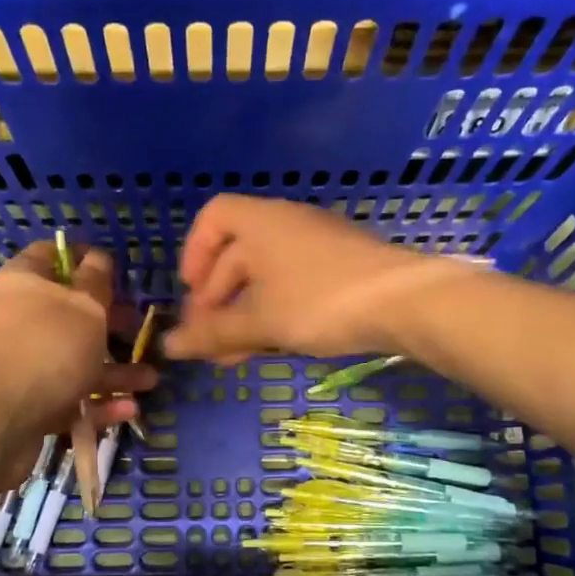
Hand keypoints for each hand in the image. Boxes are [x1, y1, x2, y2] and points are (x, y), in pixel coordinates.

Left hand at [0, 242, 154, 487]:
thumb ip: (96, 283)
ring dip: (113, 371)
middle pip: (68, 315)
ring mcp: (19, 367)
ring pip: (73, 363)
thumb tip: (98, 257)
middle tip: (138, 330)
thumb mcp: (84, 307)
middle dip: (108, 323)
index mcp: (23, 283)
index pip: (50, 255)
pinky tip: (127, 410)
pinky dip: (97, 405)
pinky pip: (67, 400)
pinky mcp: (24, 408)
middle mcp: (16, 321)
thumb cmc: (44, 348)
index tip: (116, 269)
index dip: (83, 258)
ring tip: (150, 381)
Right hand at [164, 196, 448, 363]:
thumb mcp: (260, 321)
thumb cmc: (320, 301)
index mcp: (261, 222)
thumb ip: (213, 333)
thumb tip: (168, 346)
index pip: (213, 217)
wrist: (406, 302)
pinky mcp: (339, 268)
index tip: (191, 293)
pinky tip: (271, 346)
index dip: (194, 253)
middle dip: (216, 300)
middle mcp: (287, 224)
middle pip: (236, 254)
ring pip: (265, 276)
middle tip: (208, 341)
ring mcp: (316, 245)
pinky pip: (292, 284)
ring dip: (243, 314)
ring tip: (234, 357)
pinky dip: (273, 312)